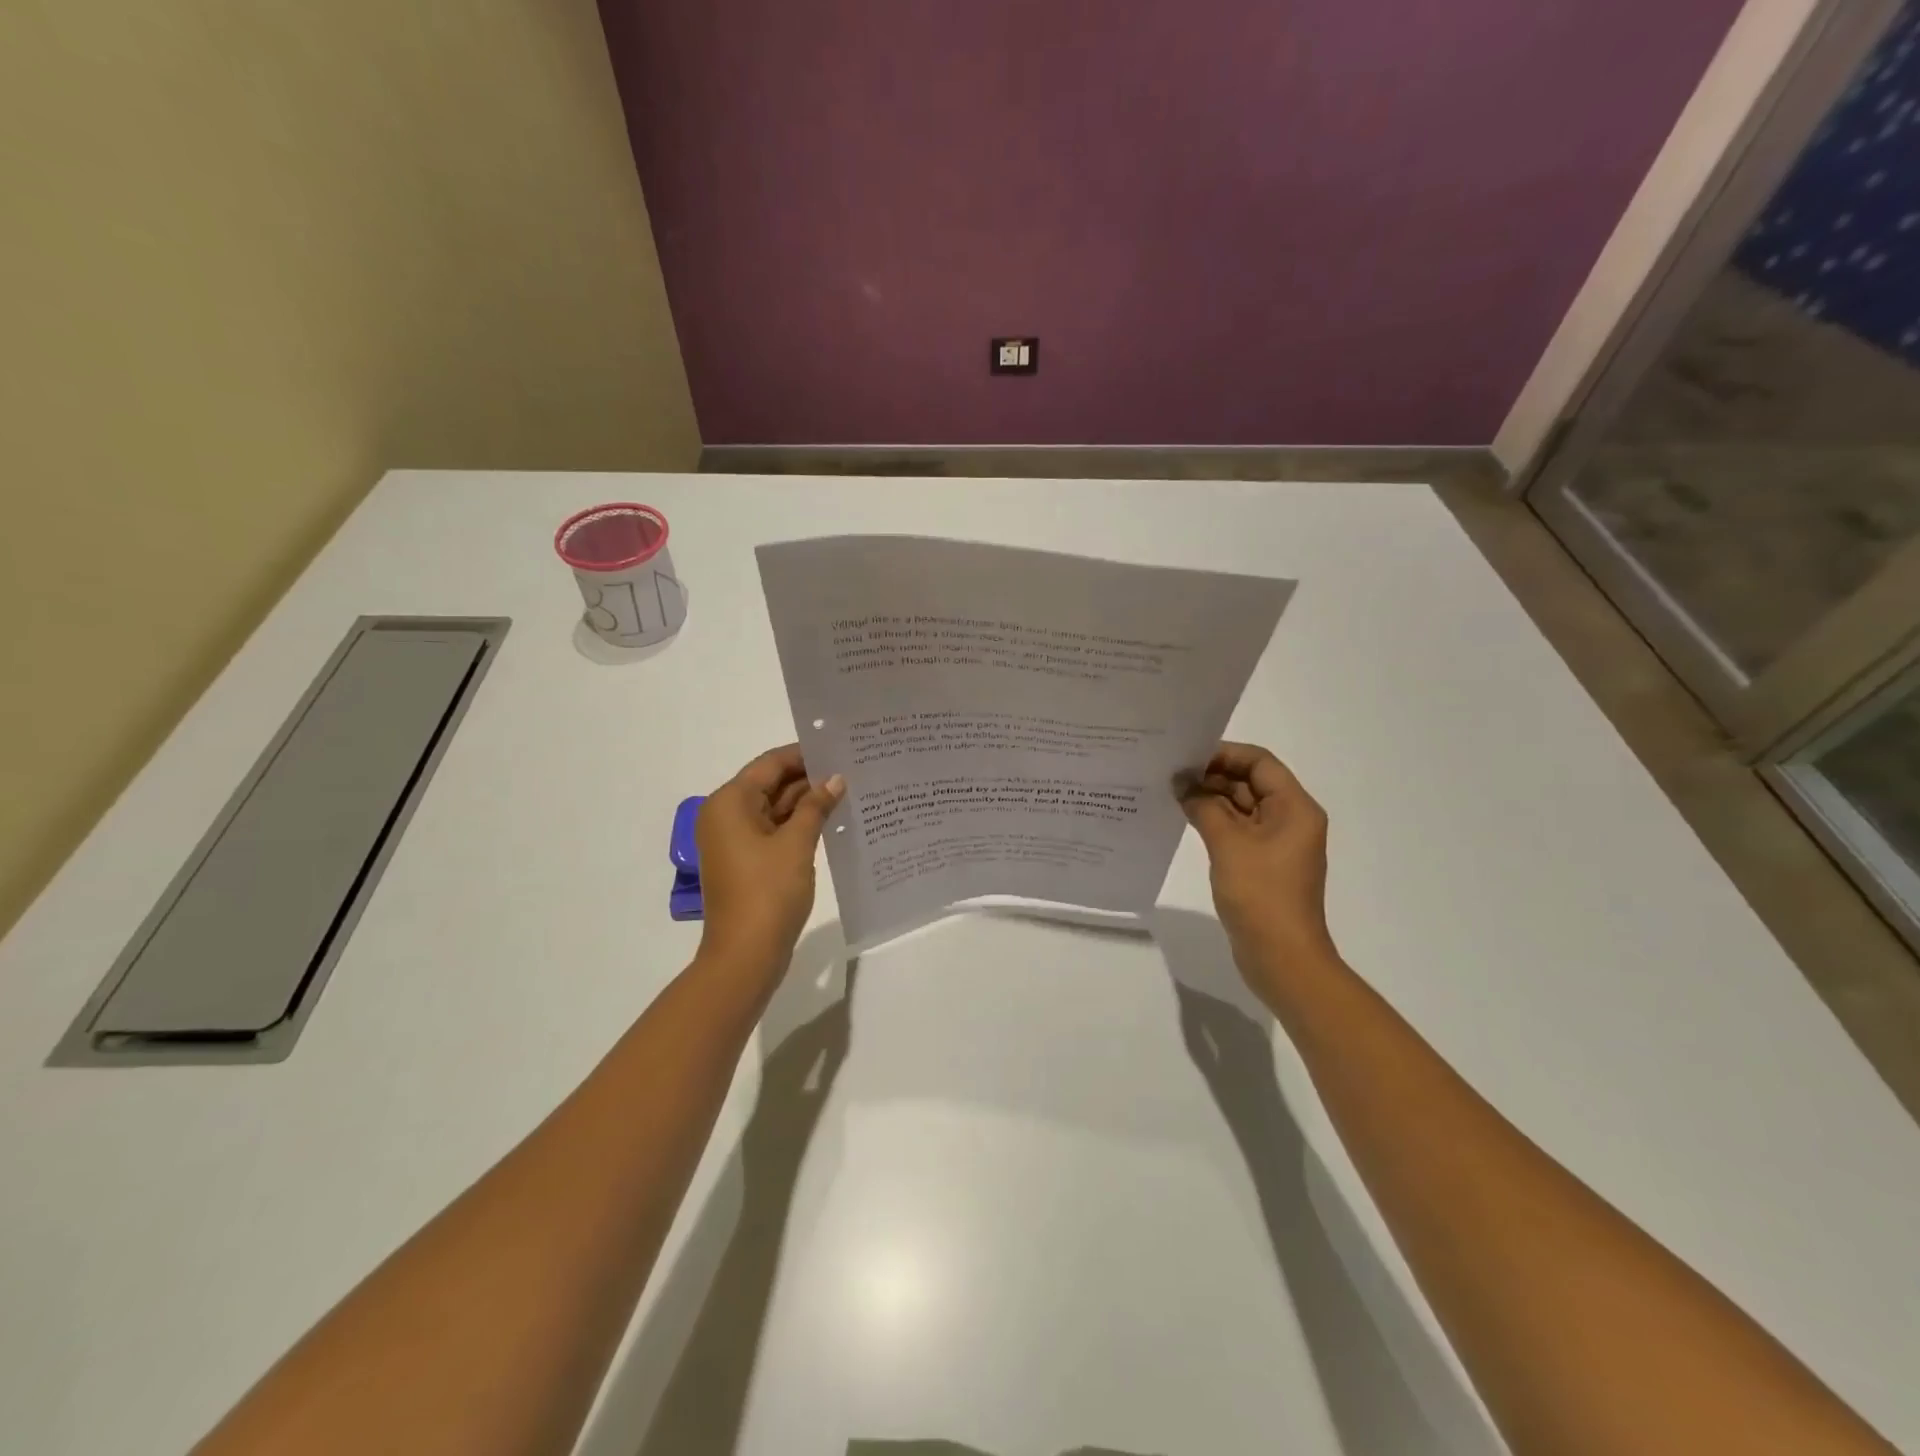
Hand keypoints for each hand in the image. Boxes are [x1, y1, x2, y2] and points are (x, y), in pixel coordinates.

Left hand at [695, 745, 844, 985]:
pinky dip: (799, 825)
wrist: (745, 955)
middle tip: (851, 769)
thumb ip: (816, 806)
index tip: (840, 748)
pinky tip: (832, 820)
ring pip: (774, 809)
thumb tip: (835, 779)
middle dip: (809, 779)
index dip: (804, 755)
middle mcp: (726, 815)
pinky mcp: (746, 862)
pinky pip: (774, 831)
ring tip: (849, 791)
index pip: (770, 764)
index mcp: (730, 802)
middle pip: (770, 784)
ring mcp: (735, 841)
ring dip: (807, 803)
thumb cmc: (768, 892)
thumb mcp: (796, 843)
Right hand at [1178, 743, 1336, 978]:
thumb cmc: (1260, 894)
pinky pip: (1238, 831)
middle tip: (1171, 774)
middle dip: (1212, 776)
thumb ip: (1204, 806)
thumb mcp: (1228, 843)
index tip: (1186, 757)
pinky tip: (1185, 819)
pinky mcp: (1263, 864)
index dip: (1224, 754)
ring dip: (1211, 799)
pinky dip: (1214, 822)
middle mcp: (1291, 820)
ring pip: (1242, 807)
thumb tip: (1182, 784)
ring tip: (1171, 793)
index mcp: (1295, 808)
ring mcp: (1277, 844)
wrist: (1281, 956)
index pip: (1259, 763)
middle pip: (1251, 783)